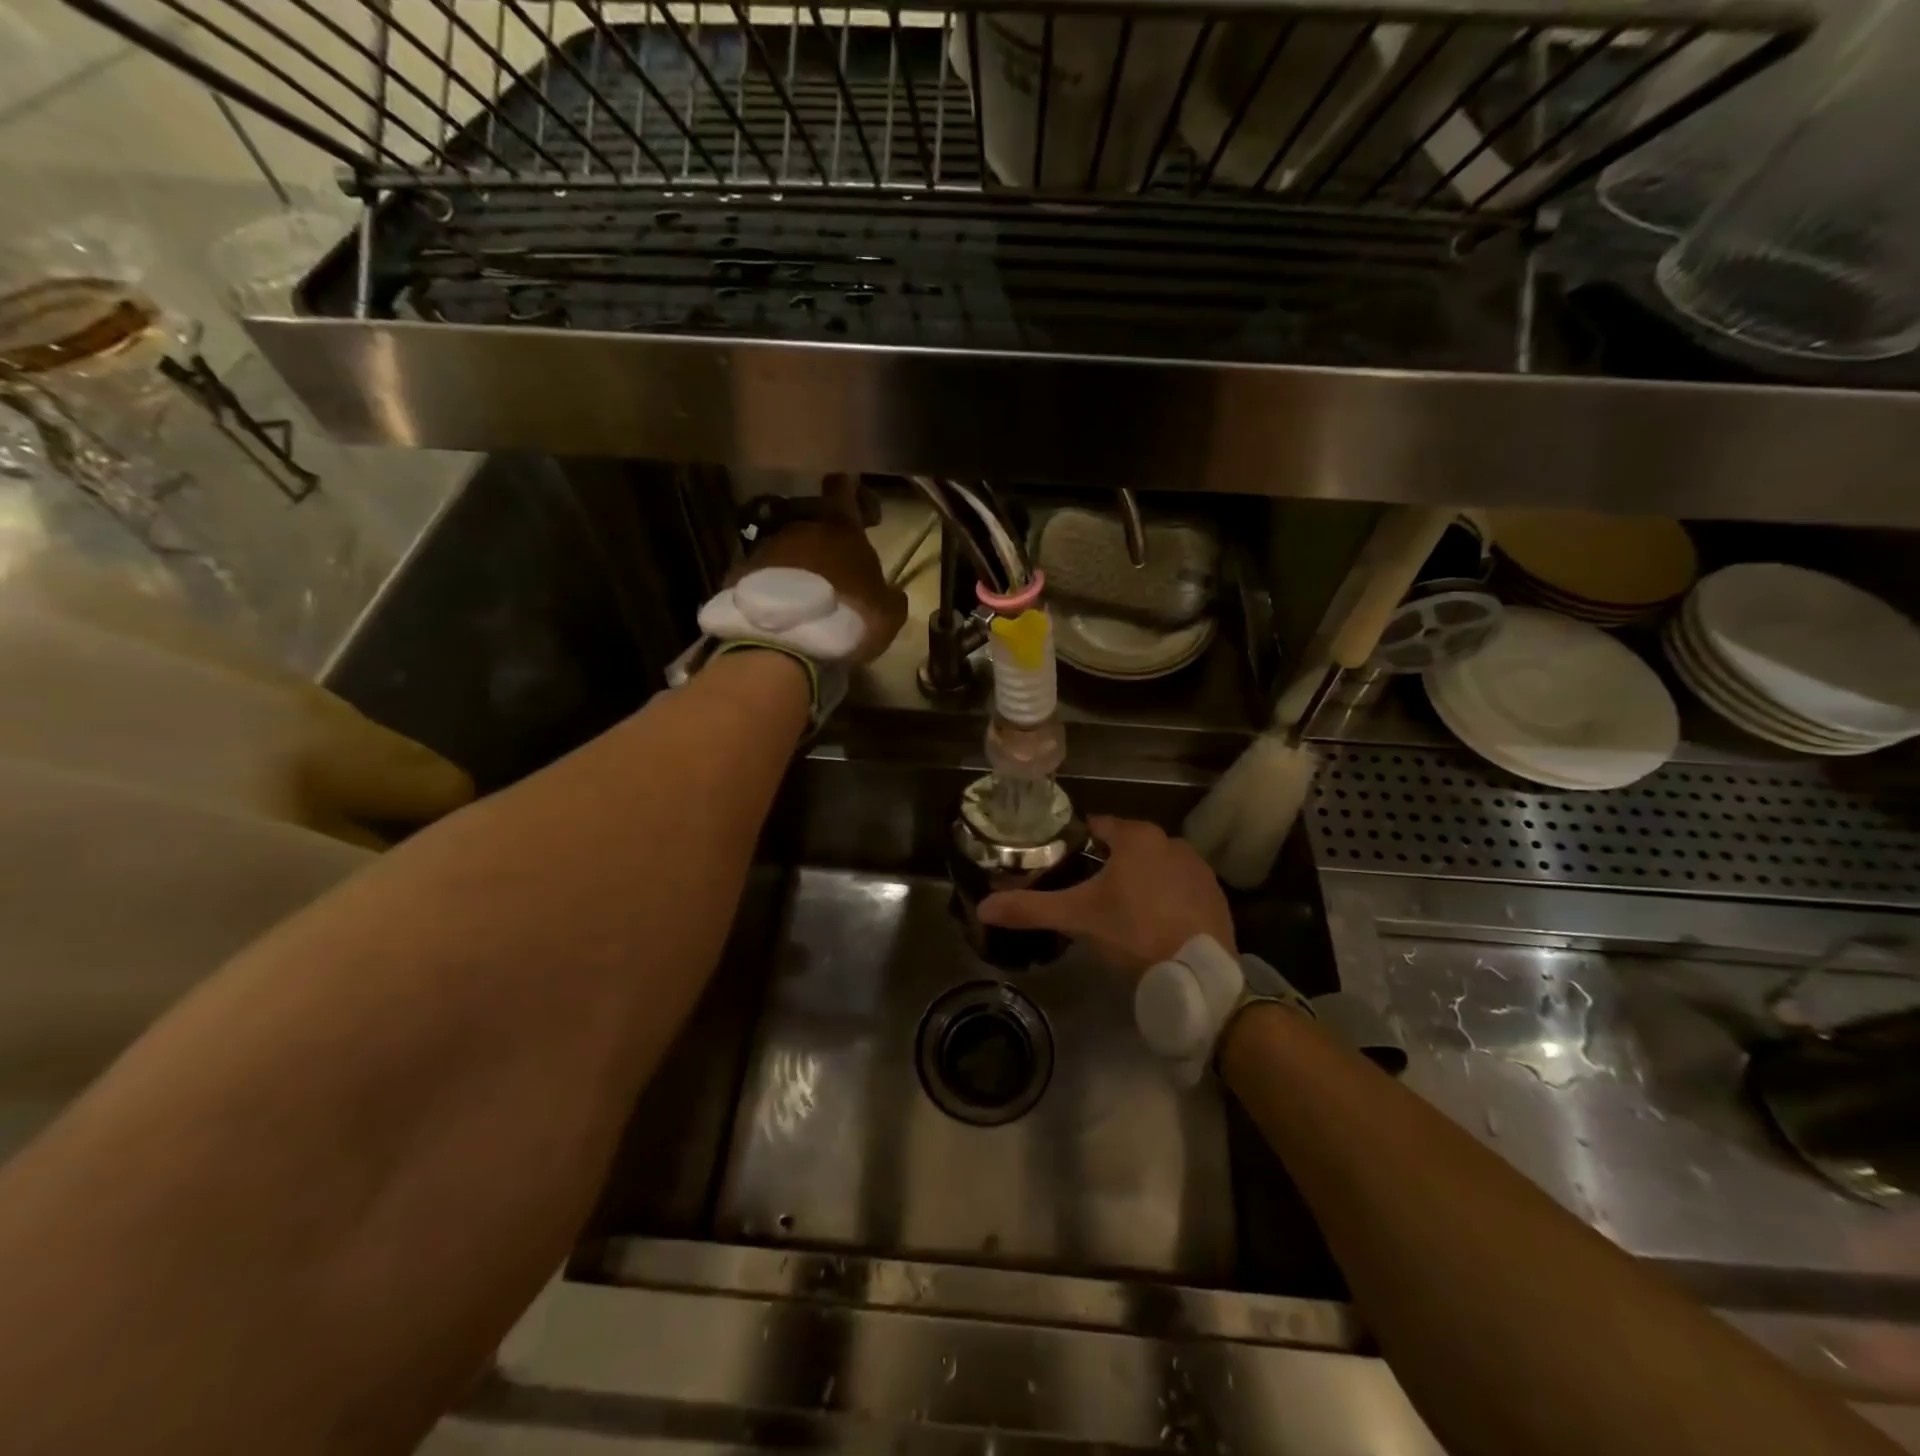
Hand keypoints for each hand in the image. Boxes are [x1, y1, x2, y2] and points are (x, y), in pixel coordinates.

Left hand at [739, 475, 907, 664]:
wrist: (782, 643)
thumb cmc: (846, 618)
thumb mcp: (888, 614)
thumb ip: (890, 595)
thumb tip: (888, 592)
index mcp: (840, 528)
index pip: (843, 488)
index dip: (854, 494)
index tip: (864, 515)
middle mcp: (800, 527)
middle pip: (813, 520)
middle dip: (826, 540)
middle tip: (838, 572)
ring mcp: (765, 548)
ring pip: (787, 546)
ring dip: (798, 565)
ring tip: (807, 598)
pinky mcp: (739, 573)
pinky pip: (763, 573)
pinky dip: (773, 585)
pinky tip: (781, 609)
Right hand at [977, 816, 1236, 970]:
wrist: (1198, 974)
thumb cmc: (1133, 932)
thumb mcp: (1077, 918)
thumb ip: (1030, 908)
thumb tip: (982, 908)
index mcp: (1137, 838)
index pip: (1098, 827)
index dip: (1077, 841)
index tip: (1062, 860)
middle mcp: (1171, 842)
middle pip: (1128, 846)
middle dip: (1108, 864)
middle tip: (1086, 892)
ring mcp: (1198, 868)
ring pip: (1156, 866)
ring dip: (1139, 880)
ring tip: (1119, 911)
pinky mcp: (1216, 895)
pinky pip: (1180, 888)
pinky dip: (1166, 898)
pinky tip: (1154, 923)